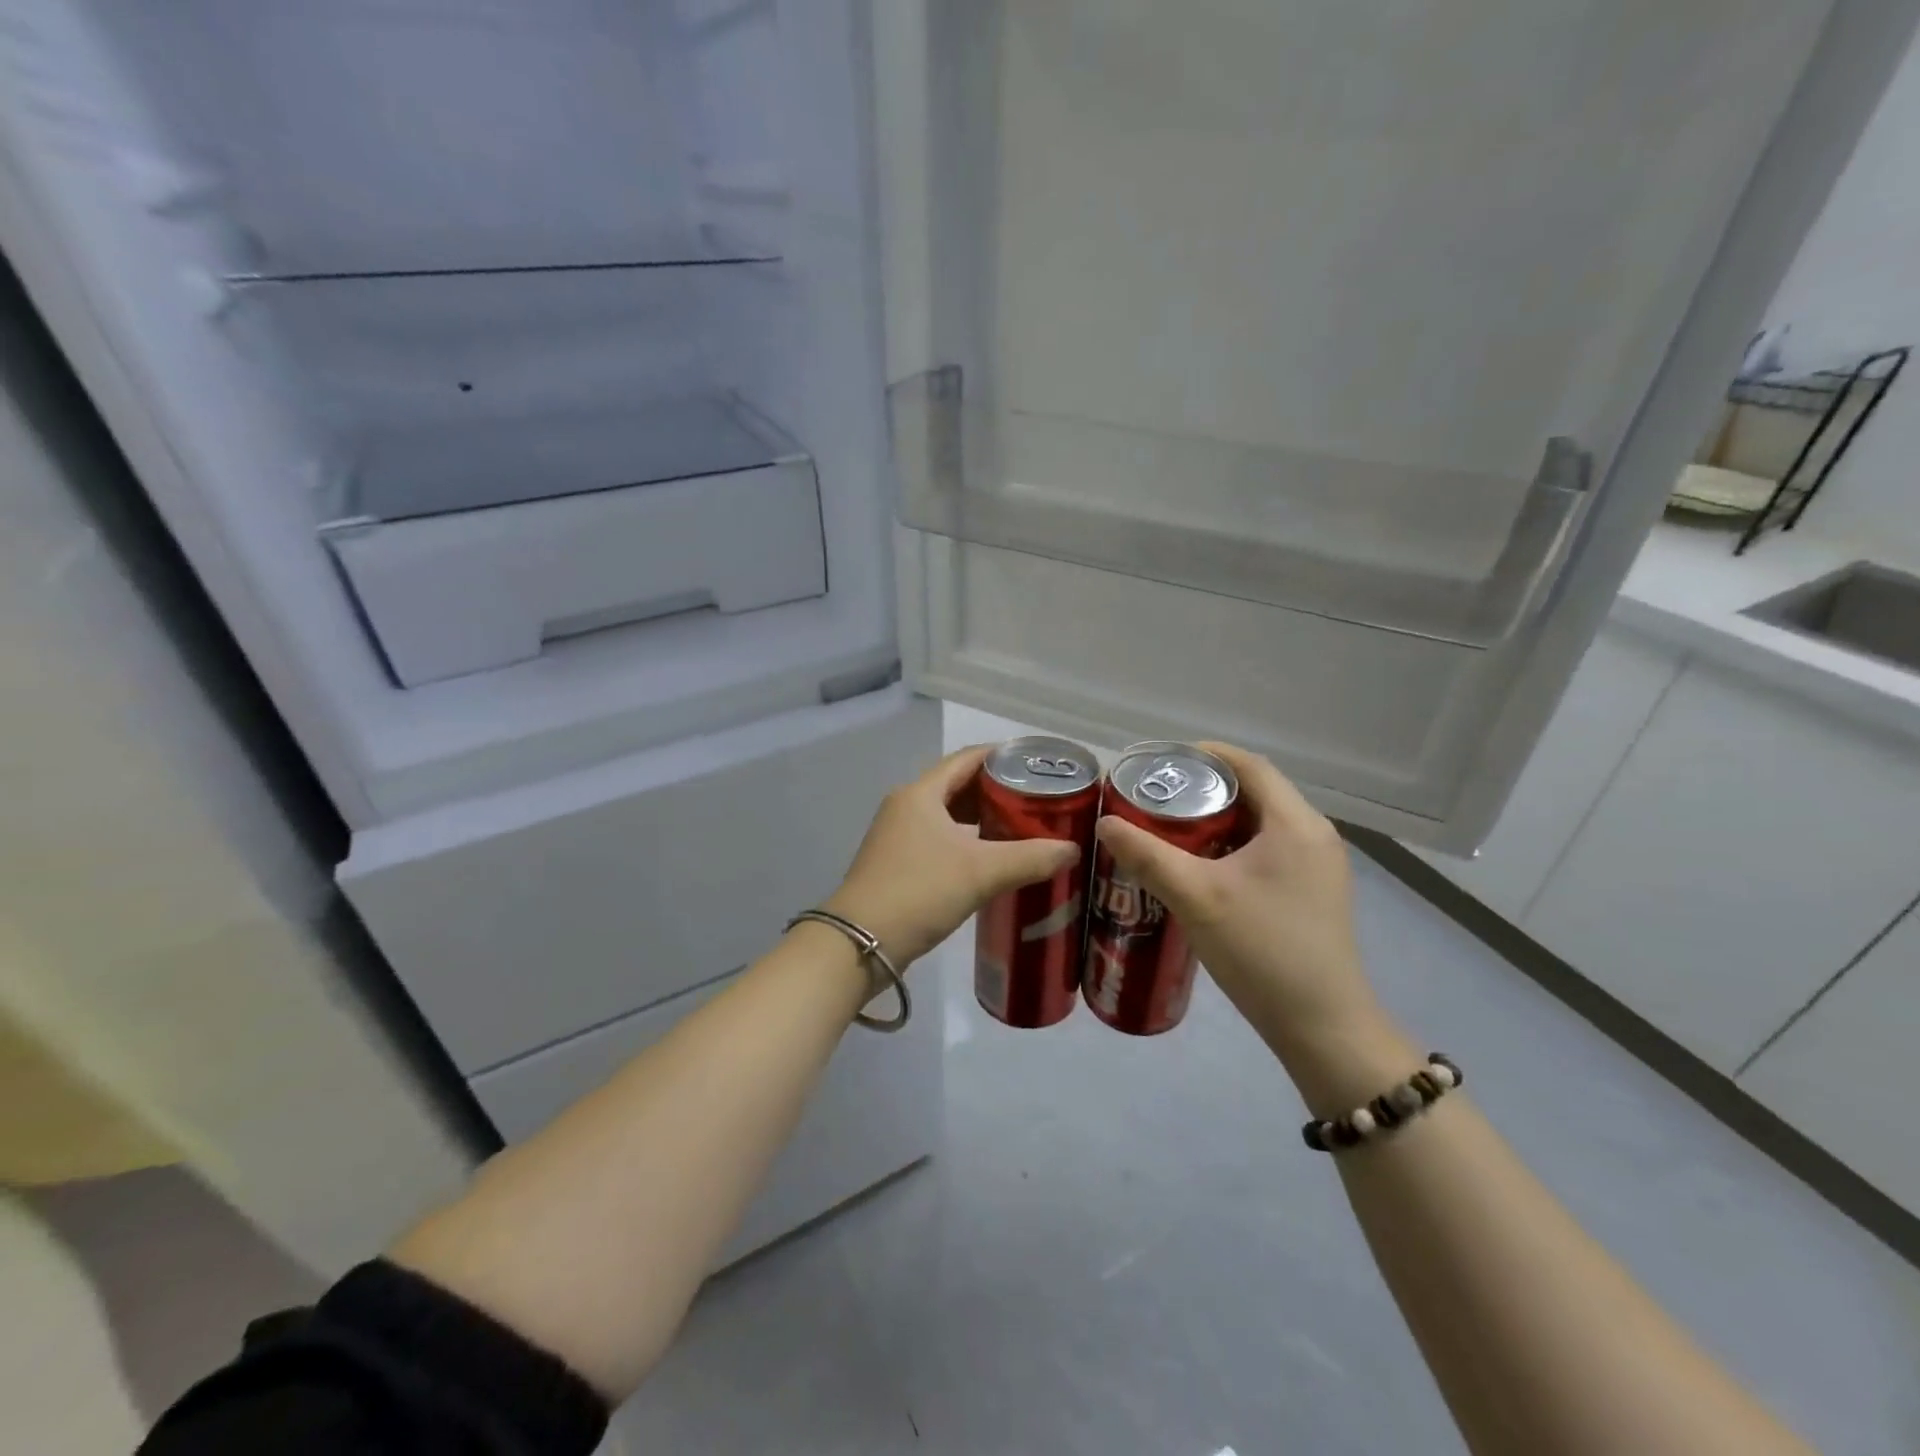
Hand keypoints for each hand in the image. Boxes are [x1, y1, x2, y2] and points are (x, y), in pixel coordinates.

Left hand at [824, 745, 1081, 966]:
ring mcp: (897, 836)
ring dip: (982, 819)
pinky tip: (991, 861)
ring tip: (1023, 829)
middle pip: (958, 786)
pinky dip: (967, 842)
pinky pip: (939, 840)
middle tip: (1038, 800)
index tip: (1037, 763)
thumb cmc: (919, 892)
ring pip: (948, 816)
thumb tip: (1072, 850)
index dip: (1002, 756)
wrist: (860, 943)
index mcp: (921, 793)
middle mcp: (906, 806)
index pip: (967, 759)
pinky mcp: (896, 863)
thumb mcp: (980, 872)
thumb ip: (1030, 858)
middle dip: (997, 791)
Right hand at [1093, 743, 1382, 1058]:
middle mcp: (1314, 836)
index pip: (1251, 766)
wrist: (1322, 1027)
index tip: (1163, 760)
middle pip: (1257, 792)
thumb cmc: (1262, 951)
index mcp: (1296, 824)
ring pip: (1262, 824)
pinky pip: (1270, 850)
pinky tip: (1202, 867)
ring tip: (1172, 828)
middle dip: (1207, 788)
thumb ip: (1148, 856)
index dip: (1208, 754)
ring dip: (1220, 819)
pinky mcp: (1314, 893)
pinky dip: (1234, 845)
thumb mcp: (1197, 897)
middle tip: (1159, 796)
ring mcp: (1319, 867)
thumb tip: (1105, 823)